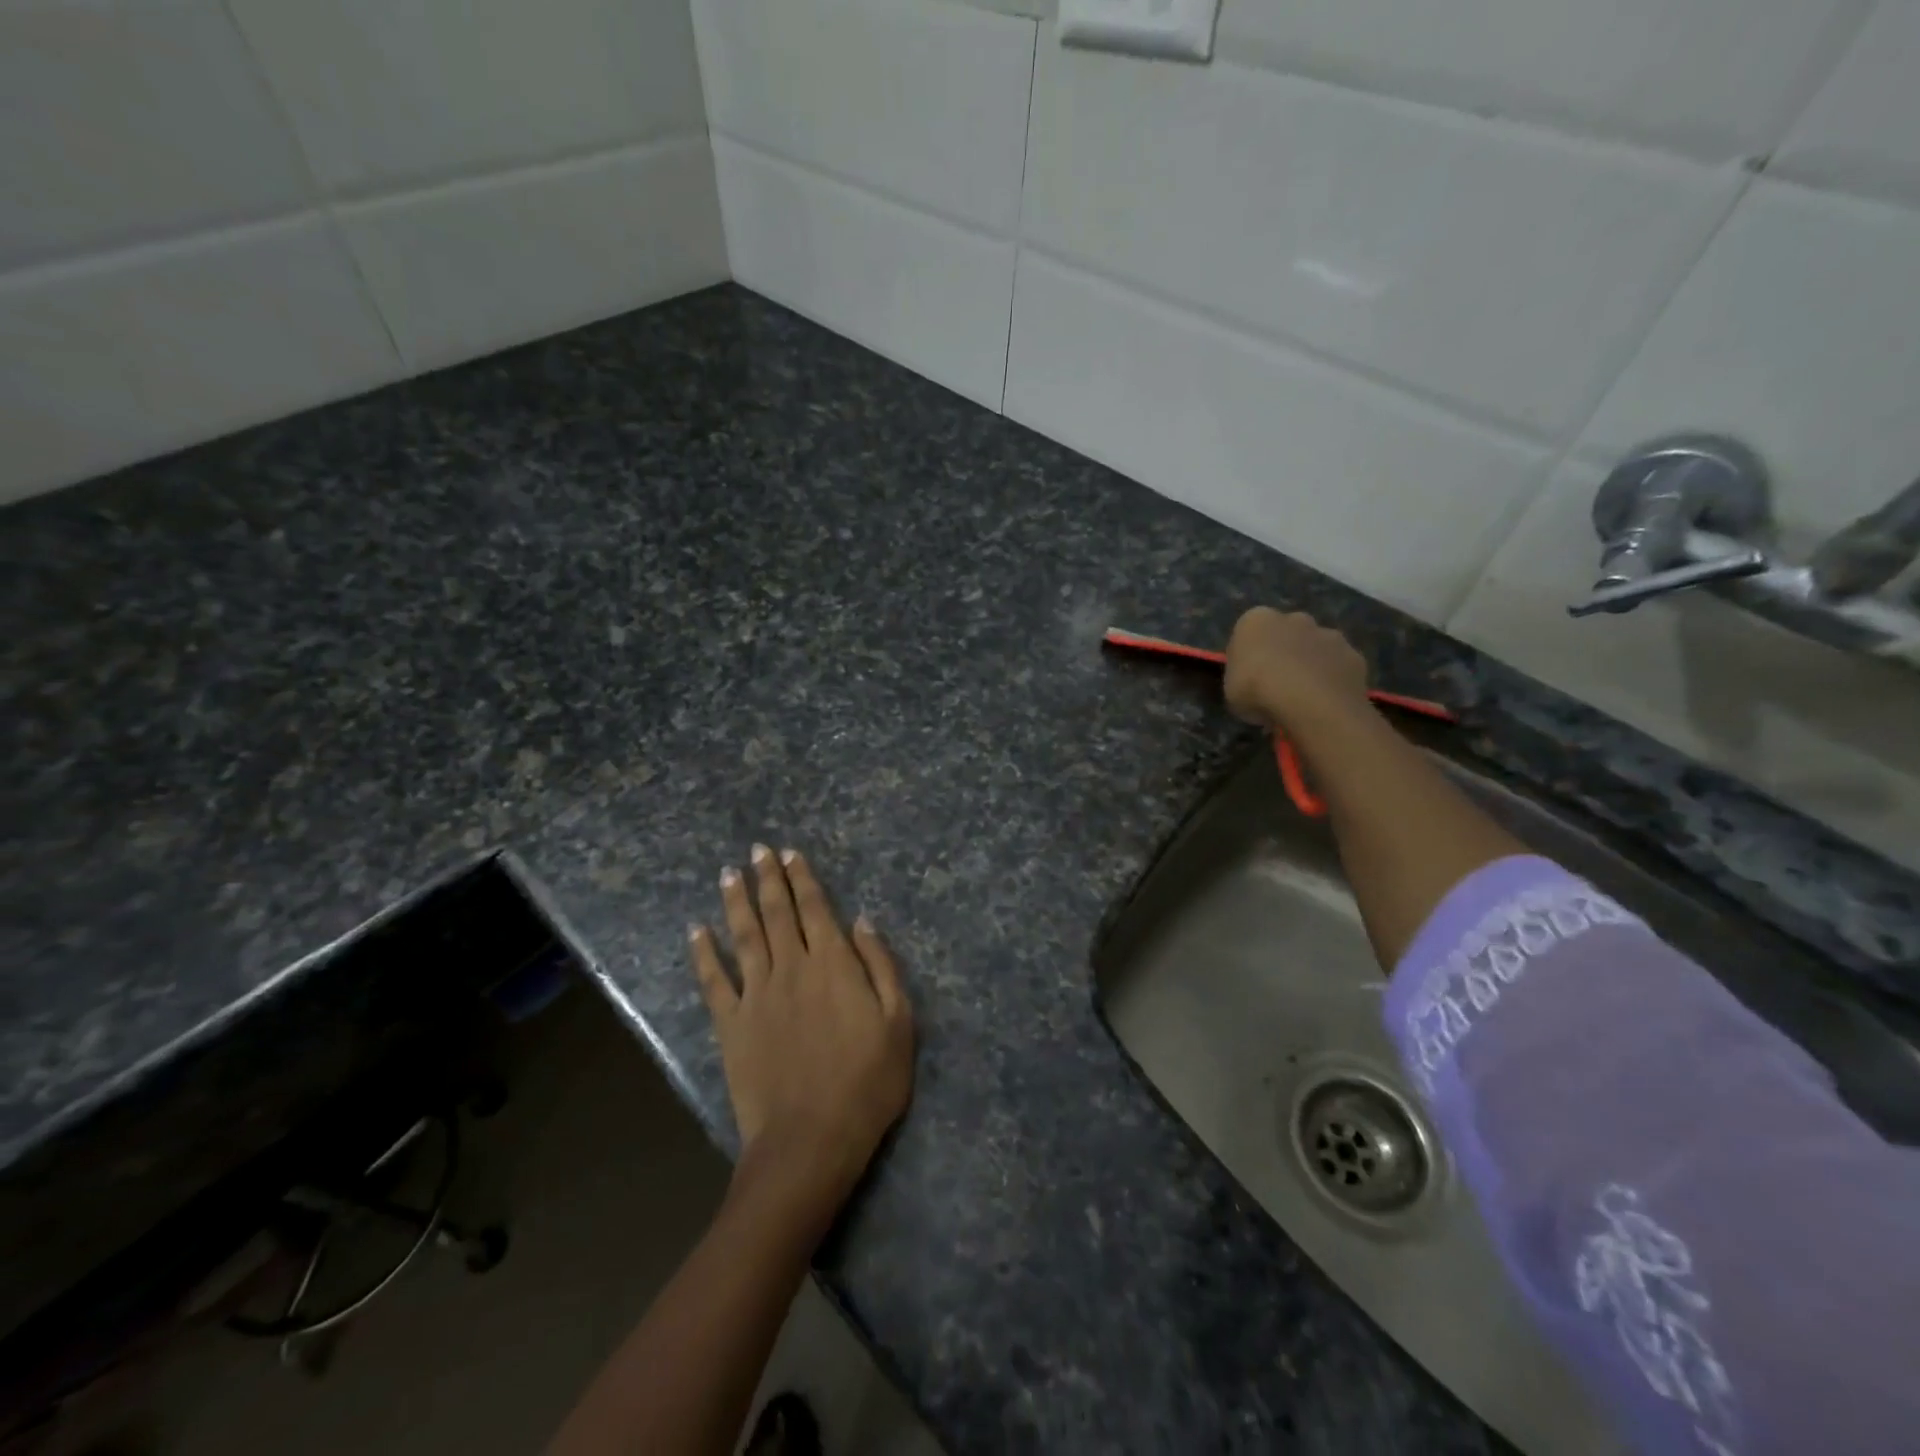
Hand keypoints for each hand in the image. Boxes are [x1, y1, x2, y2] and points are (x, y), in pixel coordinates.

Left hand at [690, 846, 913, 1218]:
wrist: (811, 1139)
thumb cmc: (867, 1082)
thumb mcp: (899, 1022)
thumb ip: (881, 965)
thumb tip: (862, 920)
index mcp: (833, 964)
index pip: (815, 909)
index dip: (802, 878)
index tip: (790, 853)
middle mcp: (792, 968)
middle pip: (777, 913)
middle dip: (768, 878)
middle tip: (757, 850)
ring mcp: (757, 995)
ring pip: (744, 936)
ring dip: (736, 903)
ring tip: (729, 874)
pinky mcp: (732, 1025)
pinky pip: (714, 981)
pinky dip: (703, 954)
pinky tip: (695, 932)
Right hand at [1223, 607, 1371, 733]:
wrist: (1308, 701)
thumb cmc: (1256, 689)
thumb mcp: (1230, 689)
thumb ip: (1242, 678)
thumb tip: (1254, 683)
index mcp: (1256, 620)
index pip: (1248, 632)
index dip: (1248, 656)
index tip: (1247, 678)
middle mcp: (1295, 618)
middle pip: (1287, 633)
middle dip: (1284, 652)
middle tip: (1278, 684)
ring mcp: (1329, 634)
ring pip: (1317, 647)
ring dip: (1311, 664)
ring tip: (1305, 697)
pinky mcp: (1354, 655)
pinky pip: (1339, 667)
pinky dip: (1333, 680)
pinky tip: (1326, 702)